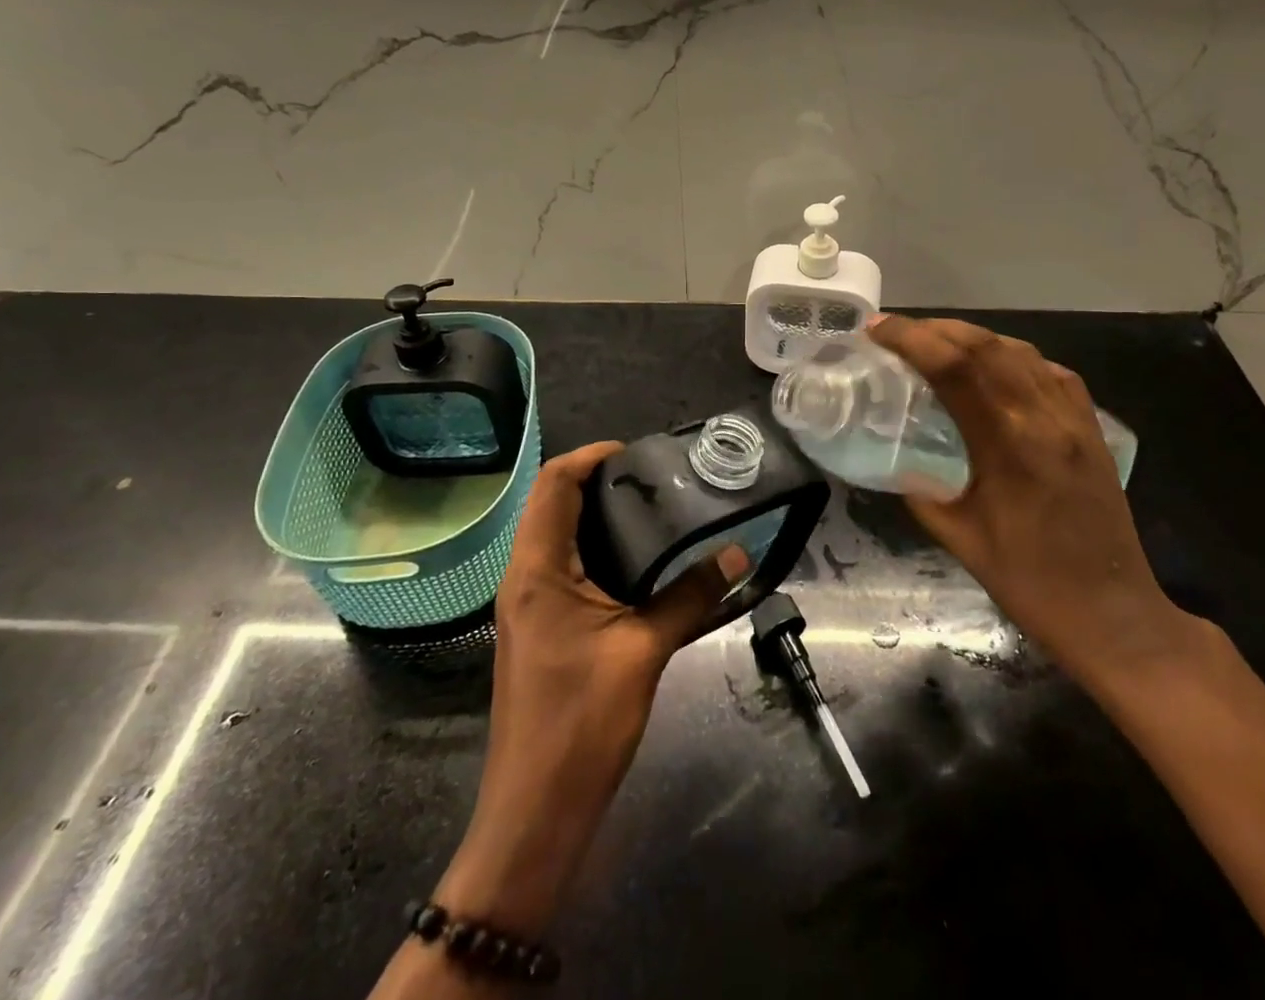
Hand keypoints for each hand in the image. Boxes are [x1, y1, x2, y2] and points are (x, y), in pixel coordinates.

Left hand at [434, 441, 750, 934]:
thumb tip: (740, 553)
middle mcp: (524, 578)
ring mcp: (528, 605)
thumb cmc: (581, 724)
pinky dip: (596, 549)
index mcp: (537, 570)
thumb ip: (691, 595)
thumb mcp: (644, 651)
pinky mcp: (539, 628)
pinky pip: (564, 567)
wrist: (534, 814)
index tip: (637, 451)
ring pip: (557, 536)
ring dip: (597, 515)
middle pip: (553, 504)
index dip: (590, 456)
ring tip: (653, 508)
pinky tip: (638, 562)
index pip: (554, 485)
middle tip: (655, 477)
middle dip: (598, 481)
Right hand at [867, 316, 1193, 687]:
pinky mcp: (1091, 427)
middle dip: (935, 329)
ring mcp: (1074, 419)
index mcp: (1008, 446)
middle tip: (898, 331)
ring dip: (971, 337)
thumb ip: (922, 490)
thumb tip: (896, 458)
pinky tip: (994, 367)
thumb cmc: (1030, 583)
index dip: (911, 339)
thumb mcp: (959, 539)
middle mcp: (1044, 418)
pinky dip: (1012, 356)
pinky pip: (1049, 371)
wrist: (1113, 613)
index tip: (876, 330)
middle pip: (987, 345)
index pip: (955, 368)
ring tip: (936, 342)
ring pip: (1019, 351)